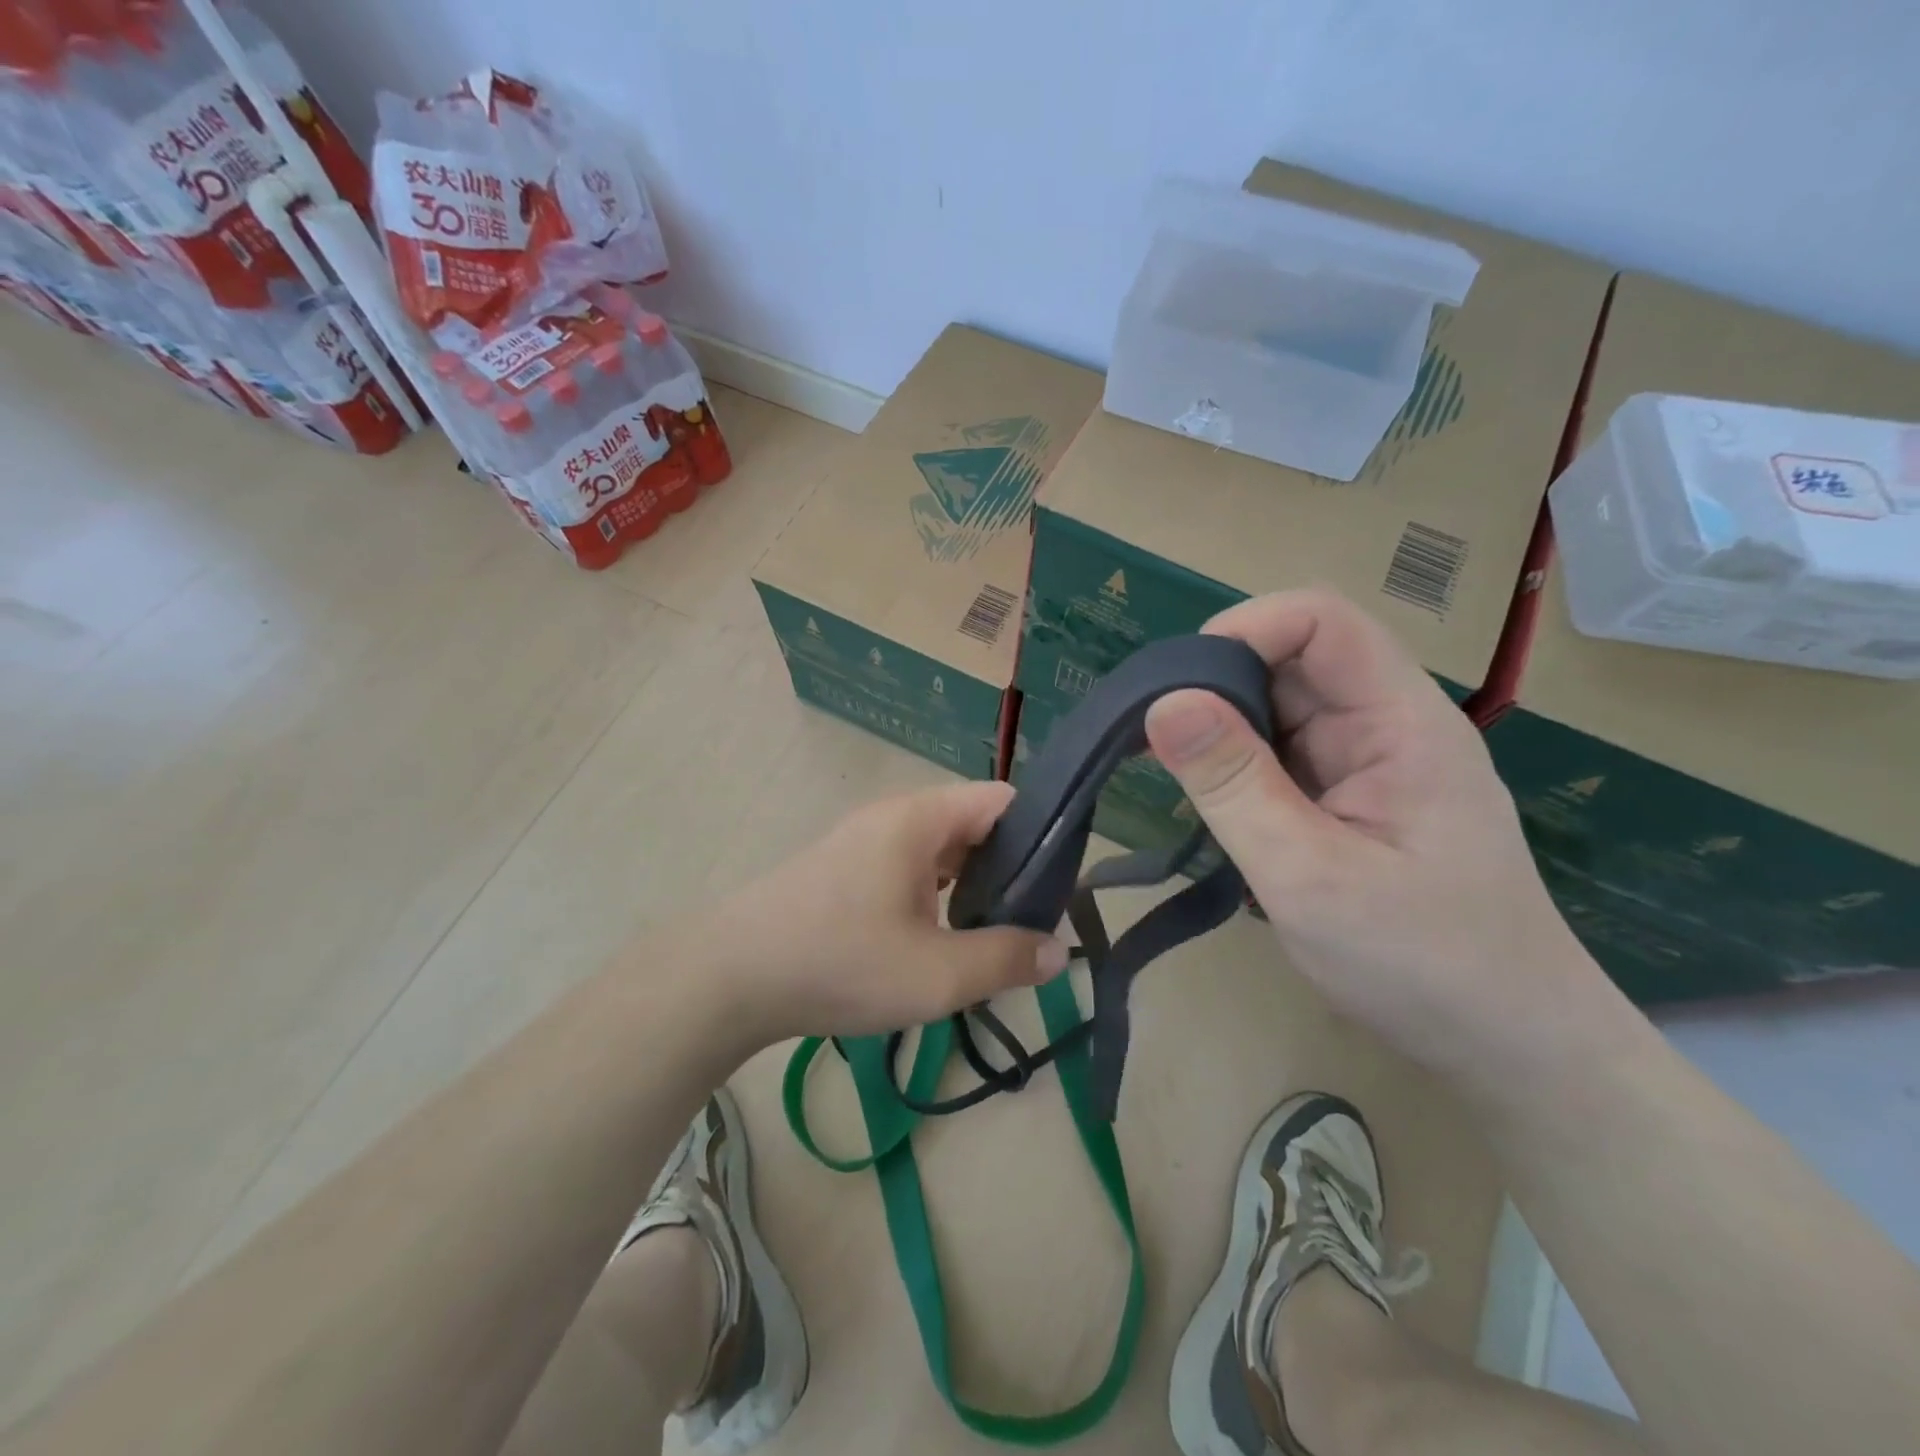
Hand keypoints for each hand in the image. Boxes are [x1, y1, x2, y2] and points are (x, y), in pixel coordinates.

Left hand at [697, 781, 1070, 1046]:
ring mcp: (864, 841)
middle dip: (1009, 869)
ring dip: (970, 886)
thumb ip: (1005, 959)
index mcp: (920, 819)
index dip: (1042, 833)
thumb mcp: (937, 974)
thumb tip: (1057, 950)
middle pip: (972, 825)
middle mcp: (893, 816)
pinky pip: (908, 868)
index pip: (1002, 801)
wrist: (731, 977)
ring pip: (939, 851)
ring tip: (991, 935)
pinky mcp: (844, 869)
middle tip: (1031, 922)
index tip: (1063, 885)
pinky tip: (937, 940)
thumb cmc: (840, 962)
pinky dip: (935, 895)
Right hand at [1143, 589, 1607, 1080]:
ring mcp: (1367, 759)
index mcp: (1400, 722)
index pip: (1321, 621)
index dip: (1244, 630)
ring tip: (1176, 777)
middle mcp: (1385, 723)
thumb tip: (1163, 703)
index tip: (1176, 690)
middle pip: (1292, 658)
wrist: (1504, 1043)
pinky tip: (1212, 802)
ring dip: (1222, 729)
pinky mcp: (1348, 793)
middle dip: (1217, 684)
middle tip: (1155, 742)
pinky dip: (1236, 765)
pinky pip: (1280, 751)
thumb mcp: (1309, 876)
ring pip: (1278, 706)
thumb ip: (1234, 786)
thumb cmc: (1420, 964)